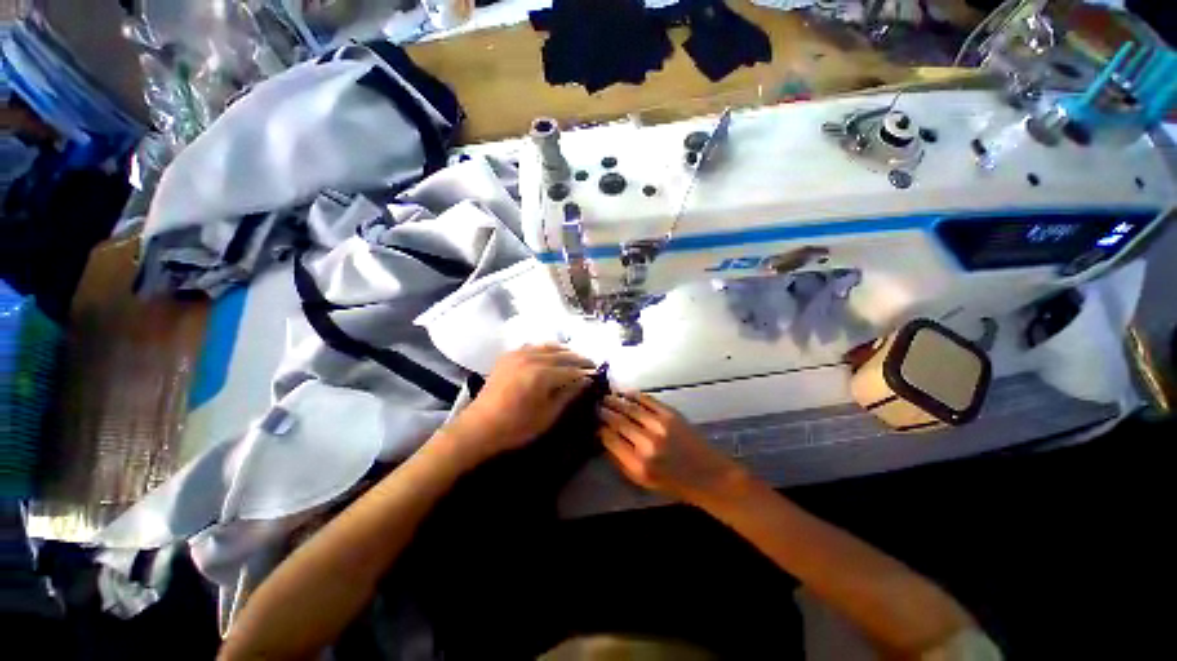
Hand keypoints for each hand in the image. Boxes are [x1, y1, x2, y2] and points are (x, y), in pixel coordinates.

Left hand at [442, 345, 594, 464]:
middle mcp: (531, 358)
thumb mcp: (548, 415)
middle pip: (562, 354)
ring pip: (548, 346)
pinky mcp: (508, 355)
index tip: (598, 373)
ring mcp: (518, 354)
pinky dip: (546, 348)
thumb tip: (586, 381)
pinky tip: (551, 354)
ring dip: (564, 351)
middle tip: (591, 363)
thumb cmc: (516, 427)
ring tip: (574, 358)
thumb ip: (568, 395)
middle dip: (578, 358)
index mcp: (542, 374)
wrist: (479, 427)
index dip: (586, 371)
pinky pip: (533, 346)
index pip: (571, 369)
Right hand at [598, 393, 746, 503]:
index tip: (595, 423)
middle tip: (597, 405)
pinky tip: (626, 393)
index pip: (610, 440)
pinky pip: (647, 401)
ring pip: (630, 408)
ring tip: (607, 397)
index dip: (600, 429)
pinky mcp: (671, 415)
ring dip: (616, 401)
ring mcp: (659, 426)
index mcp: (637, 464)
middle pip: (618, 421)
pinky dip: (635, 395)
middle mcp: (646, 444)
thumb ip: (621, 462)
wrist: (709, 475)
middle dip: (605, 412)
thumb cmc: (673, 483)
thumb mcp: (642, 481)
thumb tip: (604, 440)